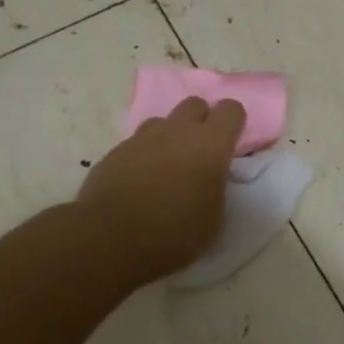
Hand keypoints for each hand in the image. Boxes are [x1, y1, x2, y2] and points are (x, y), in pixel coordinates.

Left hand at [77, 97, 245, 286]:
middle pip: (195, 104)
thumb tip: (209, 180)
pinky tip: (138, 183)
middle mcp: (177, 131)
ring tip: (166, 167)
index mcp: (211, 144)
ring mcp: (142, 139)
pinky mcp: (114, 152)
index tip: (231, 144)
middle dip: (200, 121)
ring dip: (169, 137)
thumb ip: (216, 188)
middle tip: (199, 153)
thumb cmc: (175, 233)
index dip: (233, 123)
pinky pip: (136, 144)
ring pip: (162, 121)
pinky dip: (142, 157)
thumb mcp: (215, 218)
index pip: (231, 109)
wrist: (110, 239)